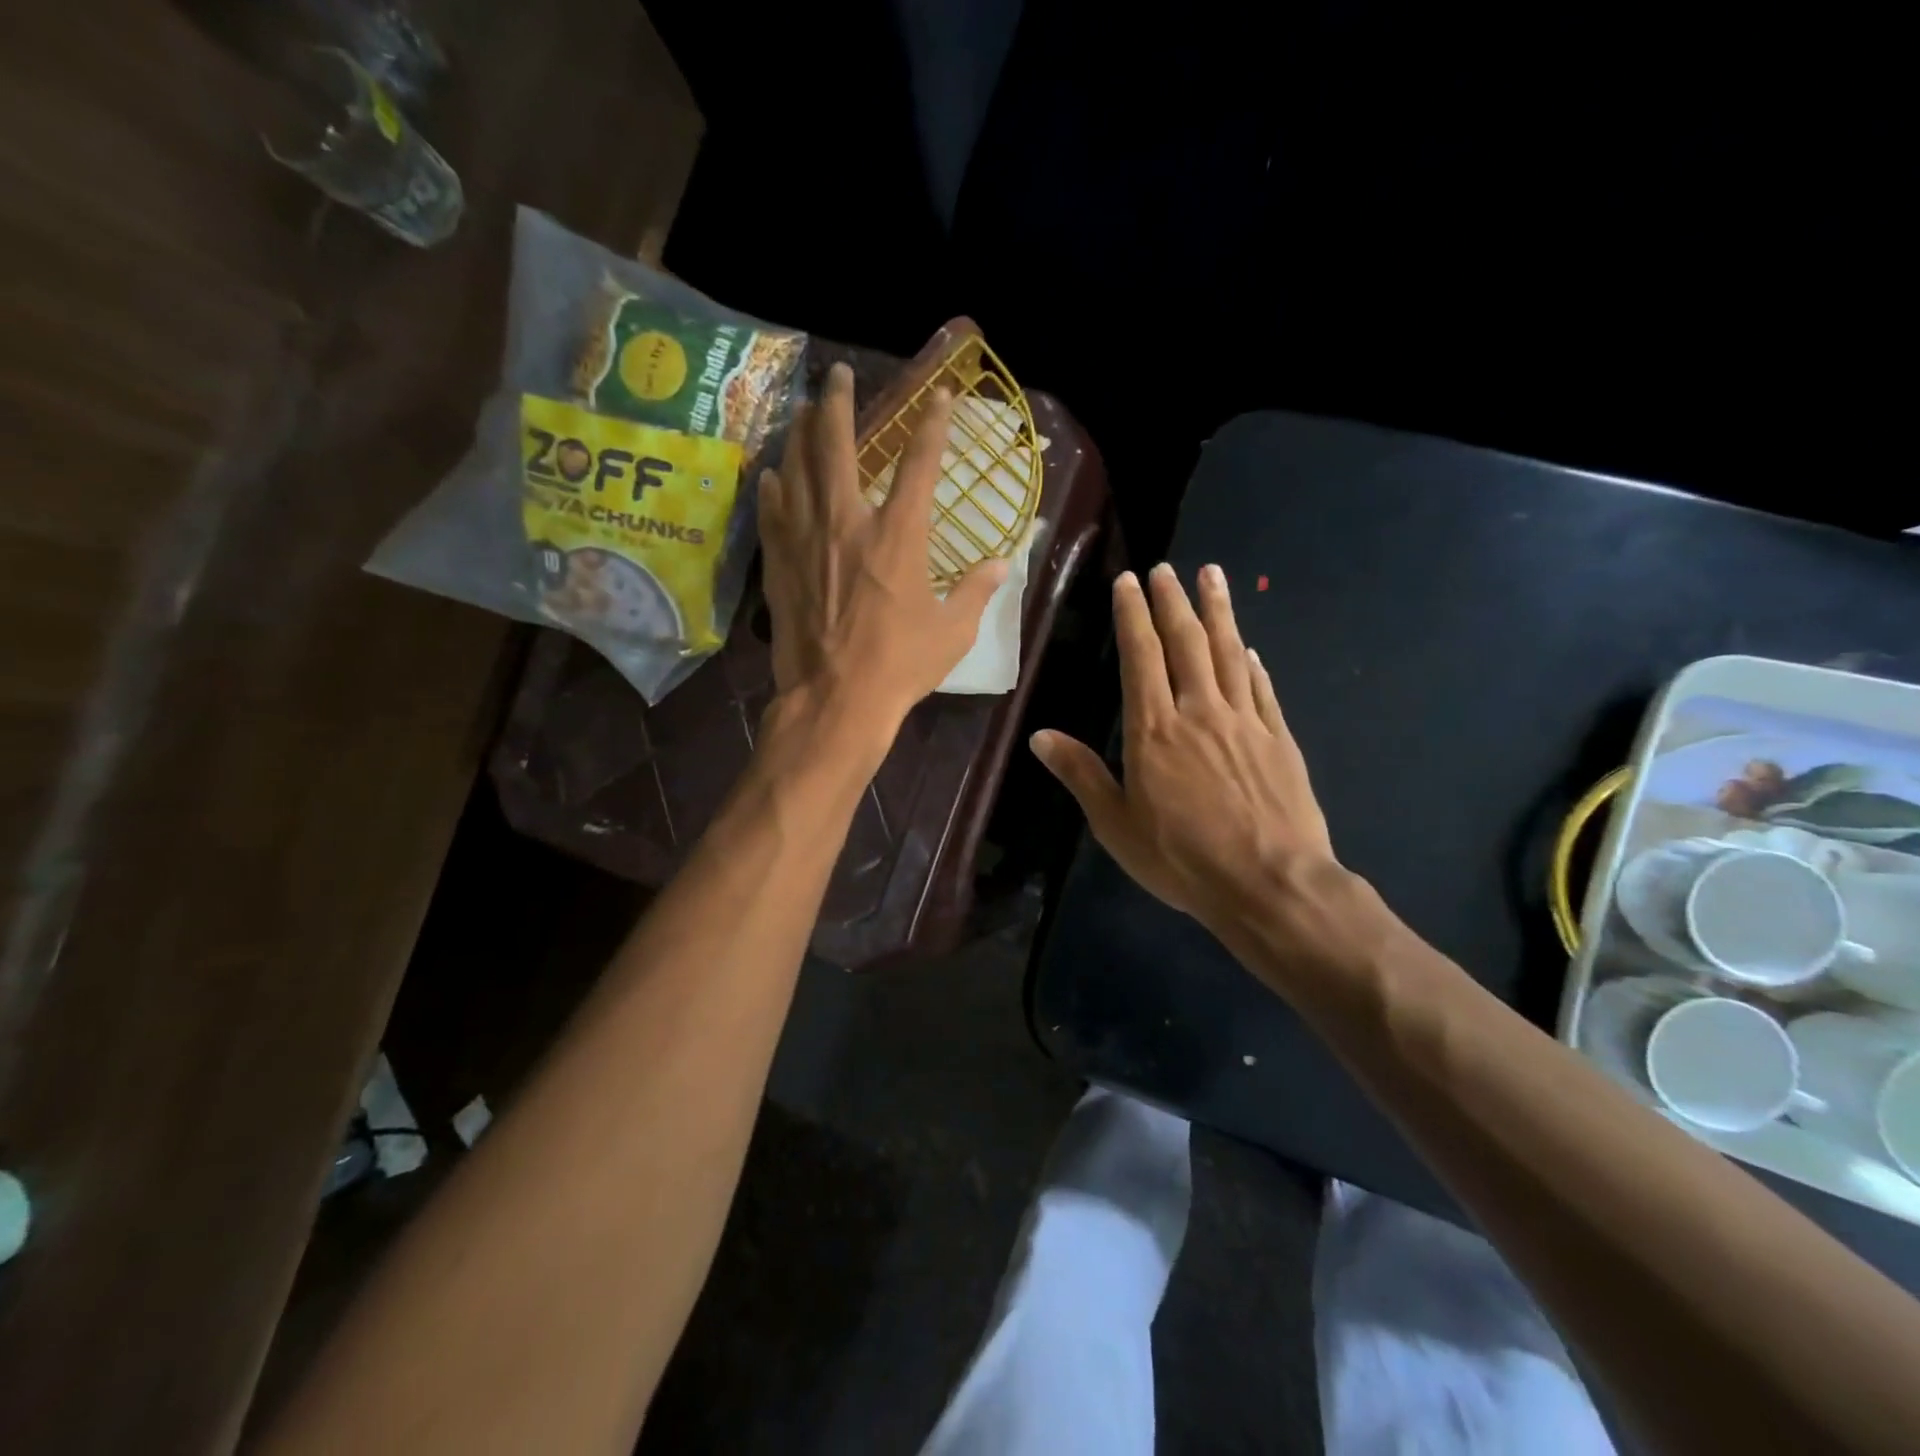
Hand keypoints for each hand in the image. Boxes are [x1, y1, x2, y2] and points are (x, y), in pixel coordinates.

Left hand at [758, 361, 1008, 739]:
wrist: (836, 700)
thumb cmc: (901, 666)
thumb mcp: (953, 631)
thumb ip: (977, 590)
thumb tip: (1000, 563)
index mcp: (899, 536)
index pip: (919, 464)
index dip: (933, 425)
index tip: (940, 396)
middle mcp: (848, 523)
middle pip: (837, 447)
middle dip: (839, 404)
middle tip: (838, 375)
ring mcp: (807, 541)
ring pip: (798, 469)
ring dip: (802, 434)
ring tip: (804, 409)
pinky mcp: (780, 565)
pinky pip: (773, 513)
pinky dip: (773, 488)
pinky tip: (771, 473)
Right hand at [1031, 563, 1351, 959]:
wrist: (1271, 884)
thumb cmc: (1183, 859)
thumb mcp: (1117, 825)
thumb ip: (1081, 775)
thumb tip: (1039, 736)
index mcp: (1154, 730)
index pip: (1141, 658)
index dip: (1133, 616)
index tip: (1128, 583)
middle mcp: (1199, 712)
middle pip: (1186, 643)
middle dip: (1173, 601)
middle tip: (1166, 568)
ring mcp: (1245, 722)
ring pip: (1229, 653)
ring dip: (1219, 612)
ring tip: (1212, 576)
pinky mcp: (1279, 739)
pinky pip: (1262, 689)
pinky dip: (1253, 662)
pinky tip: (1249, 647)